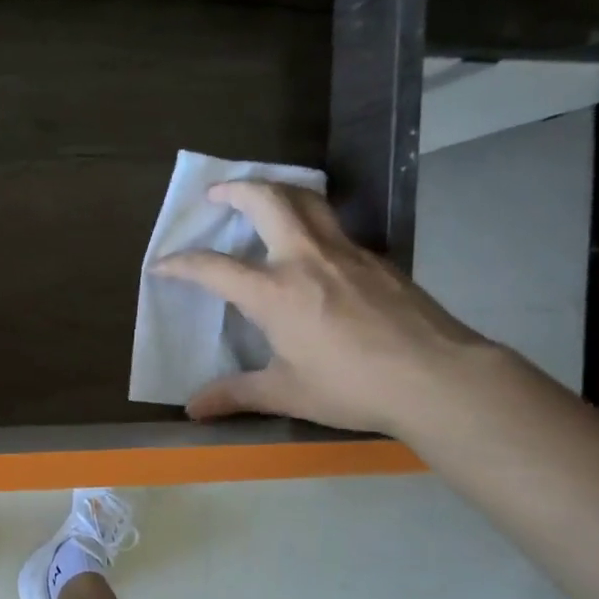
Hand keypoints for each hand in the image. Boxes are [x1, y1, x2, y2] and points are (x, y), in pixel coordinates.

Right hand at [153, 181, 492, 436]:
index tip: (161, 264)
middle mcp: (306, 258)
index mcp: (275, 291)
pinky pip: (335, 227)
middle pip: (268, 200)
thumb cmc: (351, 386)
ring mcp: (346, 252)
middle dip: (236, 189)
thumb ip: (237, 394)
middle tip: (217, 194)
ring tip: (263, 199)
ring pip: (308, 201)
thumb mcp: (287, 393)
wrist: (436, 377)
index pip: (214, 267)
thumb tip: (193, 409)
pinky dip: (312, 221)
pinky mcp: (376, 259)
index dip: (181, 263)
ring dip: (278, 191)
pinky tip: (313, 249)